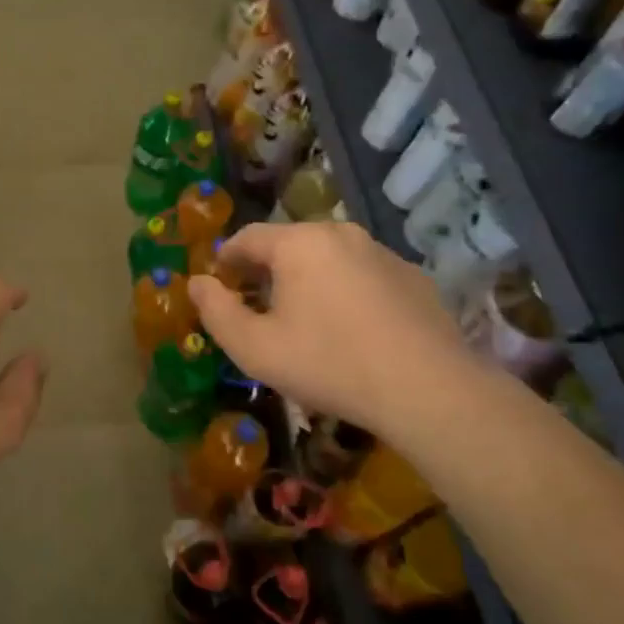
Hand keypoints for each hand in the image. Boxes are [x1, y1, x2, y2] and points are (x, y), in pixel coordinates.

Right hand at [188, 221, 470, 437]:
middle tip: (256, 307)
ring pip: (329, 258)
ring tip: (303, 321)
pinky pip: (363, 275)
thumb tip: (196, 283)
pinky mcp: (413, 277)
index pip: (248, 237)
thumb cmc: (328, 364)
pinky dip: (345, 292)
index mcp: (299, 243)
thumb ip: (216, 312)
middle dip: (266, 271)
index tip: (218, 286)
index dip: (226, 260)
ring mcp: (383, 253)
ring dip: (307, 280)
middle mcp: (341, 234)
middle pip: (289, 244)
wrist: (427, 389)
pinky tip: (350, 330)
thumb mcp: (254, 348)